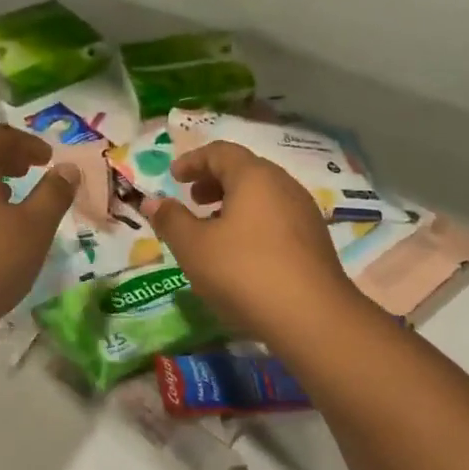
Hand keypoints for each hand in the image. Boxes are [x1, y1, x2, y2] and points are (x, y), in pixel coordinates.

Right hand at [140, 142, 363, 342]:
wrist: (312, 317)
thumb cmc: (244, 273)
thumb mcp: (194, 248)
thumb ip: (171, 220)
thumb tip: (153, 201)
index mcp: (255, 177)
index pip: (221, 152)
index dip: (193, 161)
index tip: (173, 177)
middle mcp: (284, 185)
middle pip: (245, 171)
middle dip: (214, 181)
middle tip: (192, 201)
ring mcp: (304, 212)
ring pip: (263, 196)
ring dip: (234, 204)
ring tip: (213, 230)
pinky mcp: (315, 240)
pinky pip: (277, 218)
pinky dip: (253, 222)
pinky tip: (242, 253)